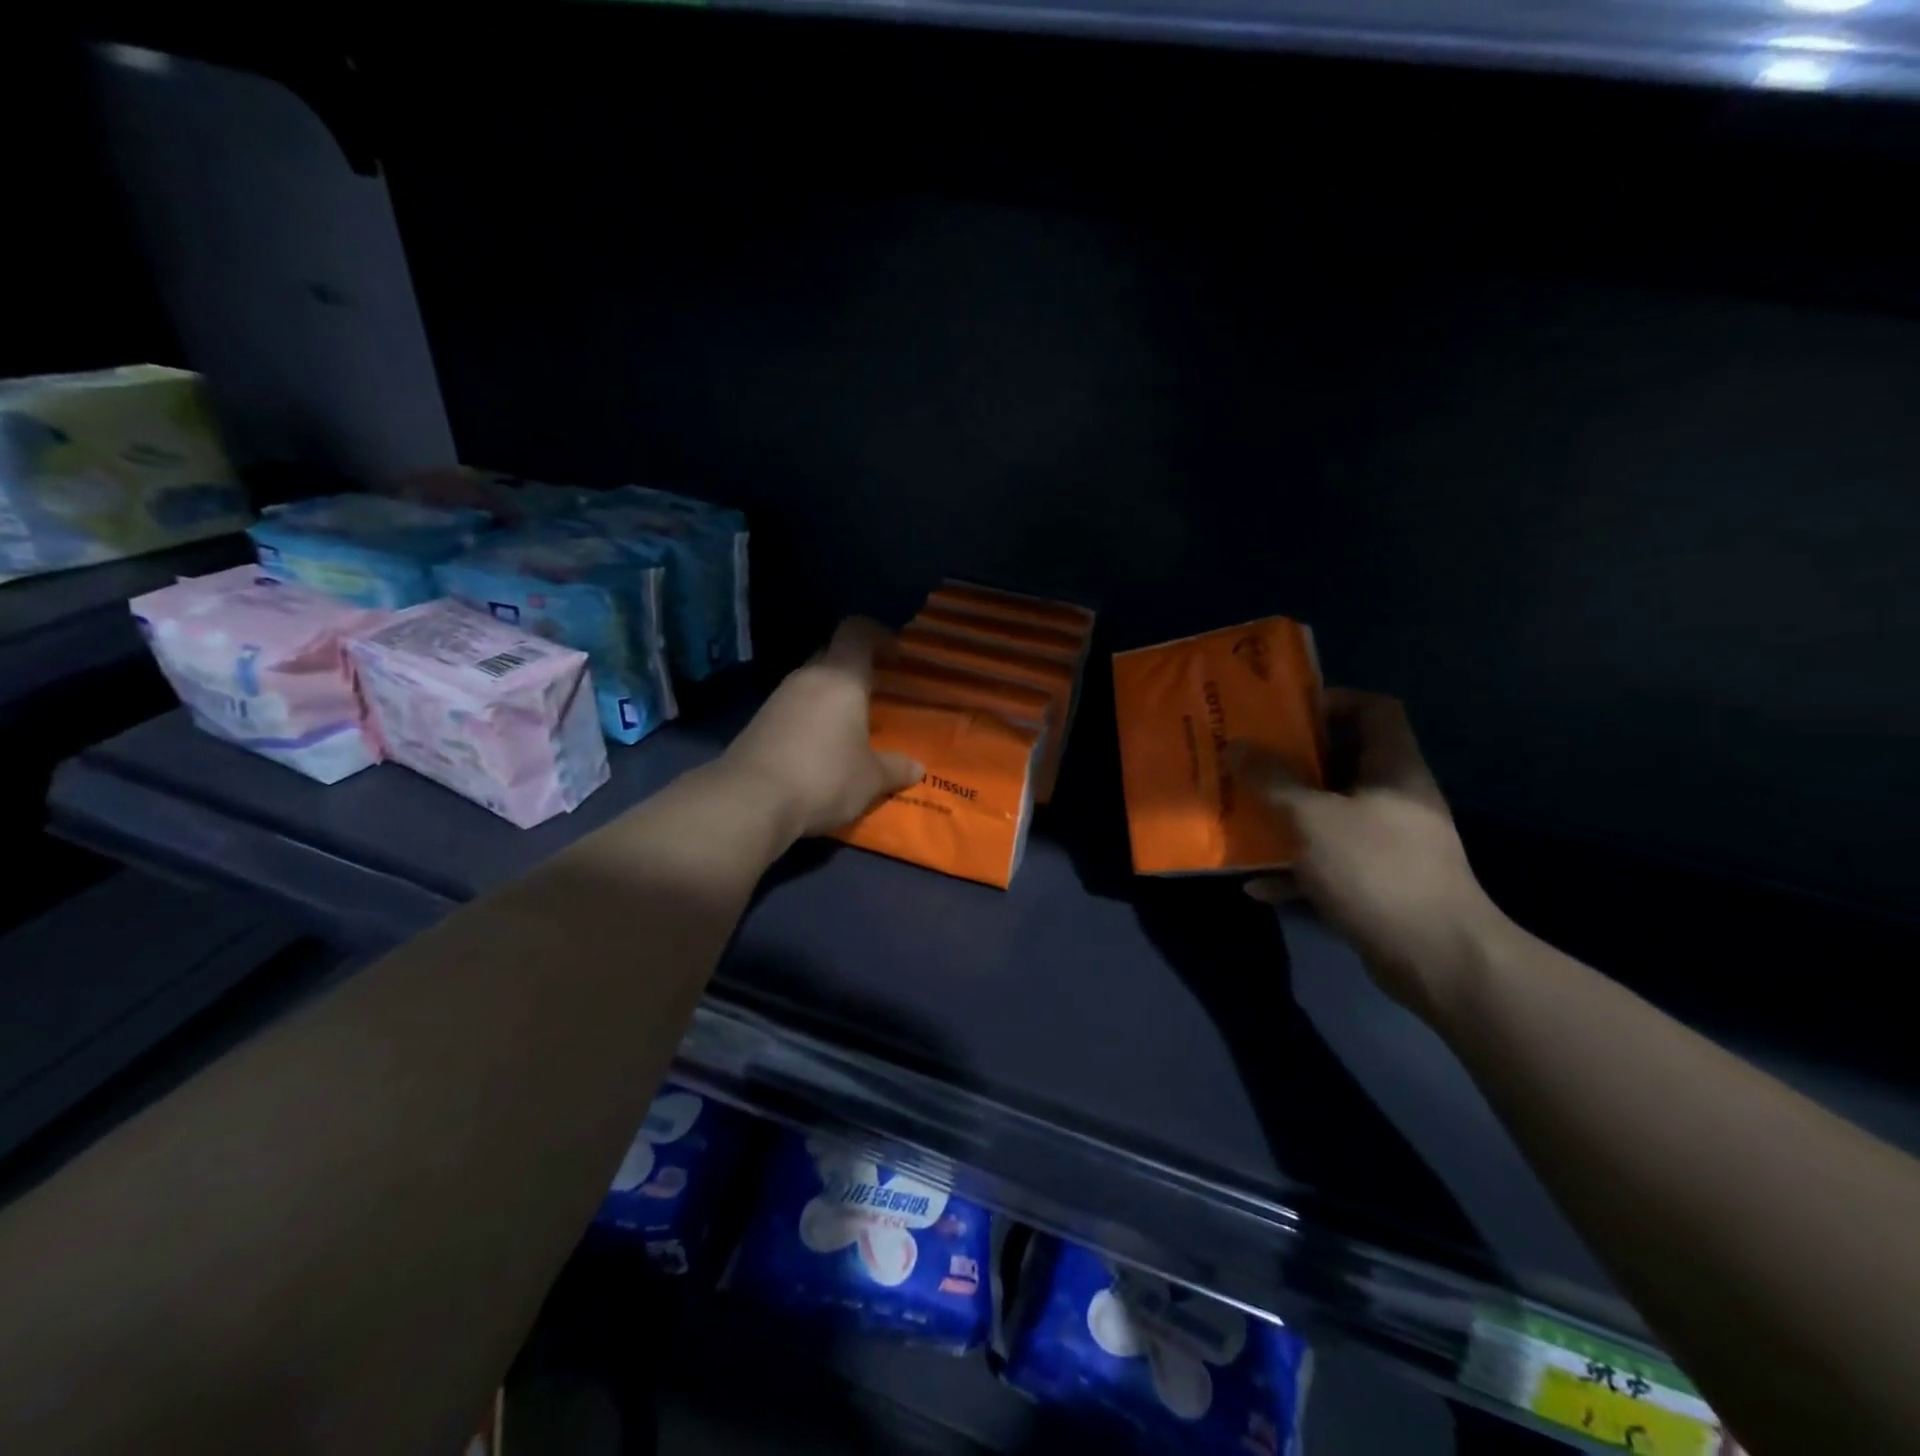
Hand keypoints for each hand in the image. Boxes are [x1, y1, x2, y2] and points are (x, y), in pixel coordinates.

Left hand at [721, 618, 923, 839]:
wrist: (751, 801)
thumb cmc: (825, 777)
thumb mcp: (870, 779)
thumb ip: (894, 768)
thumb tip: (916, 767)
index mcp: (841, 678)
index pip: (857, 631)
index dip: (877, 635)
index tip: (894, 655)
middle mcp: (807, 678)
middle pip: (831, 656)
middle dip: (853, 671)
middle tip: (874, 694)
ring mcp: (777, 699)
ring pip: (810, 685)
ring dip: (829, 699)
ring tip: (848, 727)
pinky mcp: (757, 724)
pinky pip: (792, 711)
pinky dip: (808, 721)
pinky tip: (818, 749)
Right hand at [1230, 690, 1508, 1023]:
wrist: (1435, 958)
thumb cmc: (1376, 869)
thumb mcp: (1312, 818)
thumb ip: (1271, 780)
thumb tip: (1235, 746)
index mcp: (1393, 769)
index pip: (1375, 709)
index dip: (1334, 700)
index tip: (1284, 712)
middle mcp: (1394, 799)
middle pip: (1342, 762)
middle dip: (1291, 762)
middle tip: (1246, 760)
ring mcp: (1387, 843)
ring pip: (1329, 815)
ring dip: (1285, 816)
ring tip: (1242, 815)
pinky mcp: (1377, 883)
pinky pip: (1327, 862)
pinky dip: (1294, 869)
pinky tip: (1256, 884)